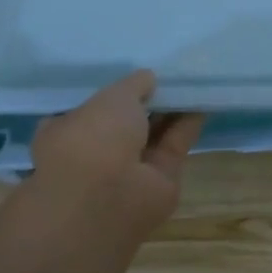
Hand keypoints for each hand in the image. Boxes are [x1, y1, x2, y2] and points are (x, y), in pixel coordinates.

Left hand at [28, 71, 205, 241]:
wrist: (106, 196)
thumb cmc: (92, 138)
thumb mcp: (113, 97)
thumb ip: (133, 85)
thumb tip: (149, 78)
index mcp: (67, 132)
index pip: (92, 109)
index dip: (115, 92)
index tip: (137, 76)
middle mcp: (97, 152)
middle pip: (128, 122)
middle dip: (148, 102)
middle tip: (172, 77)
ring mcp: (128, 169)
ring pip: (154, 134)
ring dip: (173, 112)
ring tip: (195, 83)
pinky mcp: (160, 179)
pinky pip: (175, 144)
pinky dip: (189, 125)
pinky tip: (204, 101)